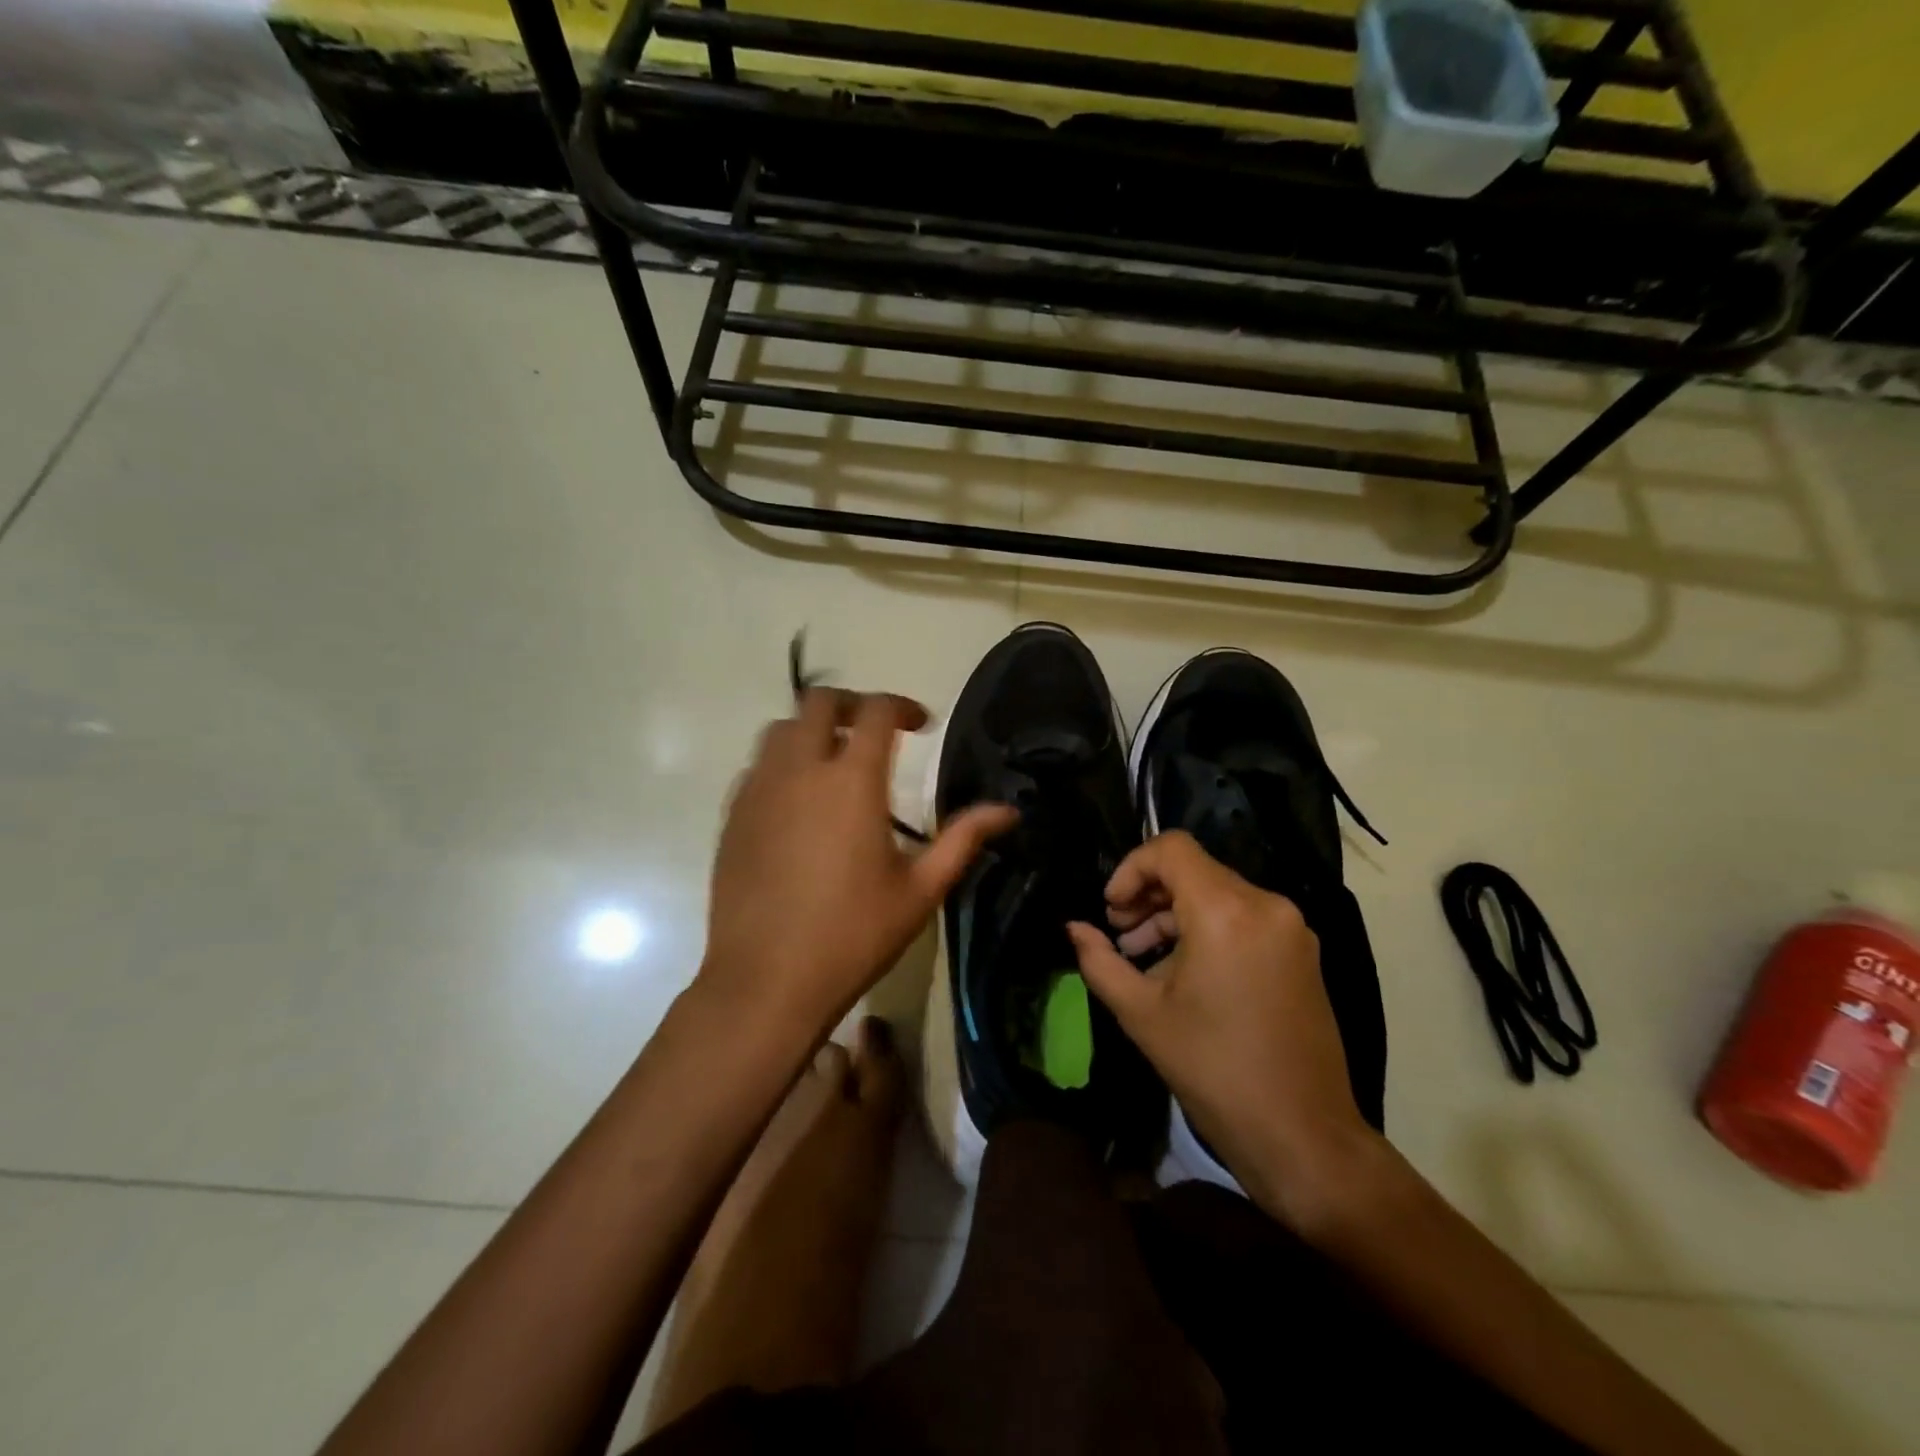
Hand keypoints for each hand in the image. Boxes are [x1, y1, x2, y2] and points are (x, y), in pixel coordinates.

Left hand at [702, 688, 1016, 1042]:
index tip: (920, 725)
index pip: (875, 711)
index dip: (902, 706)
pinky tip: (798, 802)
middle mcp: (800, 771)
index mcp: (852, 781)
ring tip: (835, 761)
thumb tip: (1008, 811)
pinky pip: (756, 767)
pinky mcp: (732, 816)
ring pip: (780, 730)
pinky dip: (782, 764)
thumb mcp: (920, 889)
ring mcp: (758, 791)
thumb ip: (963, 839)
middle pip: (818, 702)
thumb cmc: (854, 935)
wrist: (767, 982)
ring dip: (812, 730)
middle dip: (852, 704)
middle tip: (875, 731)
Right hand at [1067, 831, 1376, 1224]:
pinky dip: (1205, 929)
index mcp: (1226, 911)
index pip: (1172, 849)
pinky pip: (1242, 918)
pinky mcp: (1301, 951)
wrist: (1302, 1135)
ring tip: (1142, 957)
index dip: (1131, 868)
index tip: (1111, 908)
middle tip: (1119, 934)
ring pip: (1217, 893)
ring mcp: (1290, 928)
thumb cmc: (1213, 1070)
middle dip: (1148, 894)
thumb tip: (1074, 928)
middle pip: (1194, 870)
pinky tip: (1181, 971)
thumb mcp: (1142, 1014)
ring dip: (1174, 914)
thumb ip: (1100, 960)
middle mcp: (1265, 905)